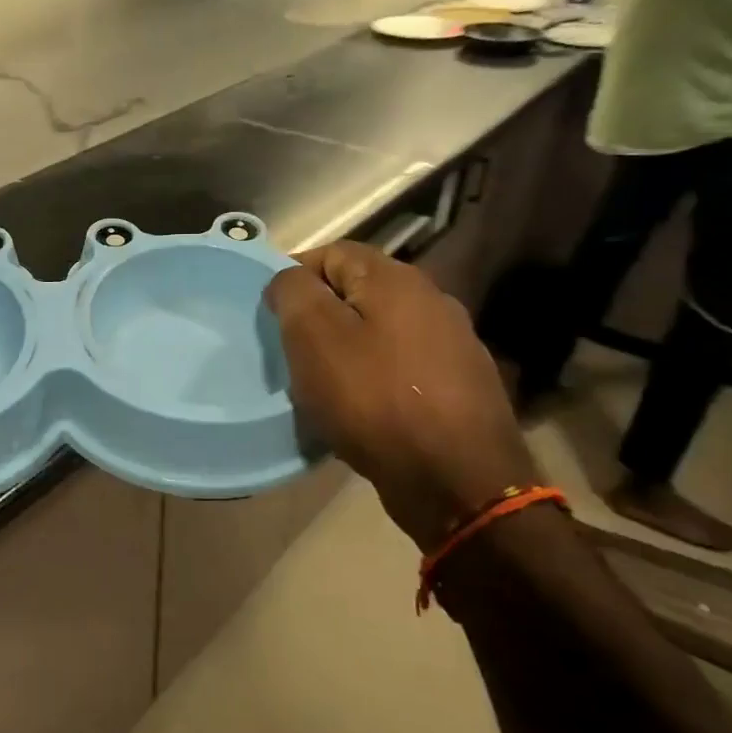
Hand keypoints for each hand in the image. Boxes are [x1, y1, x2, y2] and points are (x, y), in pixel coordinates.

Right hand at [265, 243, 537, 550]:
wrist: (457, 479)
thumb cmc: (373, 399)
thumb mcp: (313, 337)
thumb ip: (294, 293)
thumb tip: (290, 280)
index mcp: (396, 280)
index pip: (332, 253)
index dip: (294, 275)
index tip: (271, 313)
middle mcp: (431, 300)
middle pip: (358, 291)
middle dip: (320, 314)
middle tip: (291, 349)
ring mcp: (453, 343)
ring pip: (380, 330)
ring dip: (346, 348)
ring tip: (321, 382)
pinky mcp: (460, 385)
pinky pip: (401, 366)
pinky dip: (374, 377)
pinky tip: (361, 407)